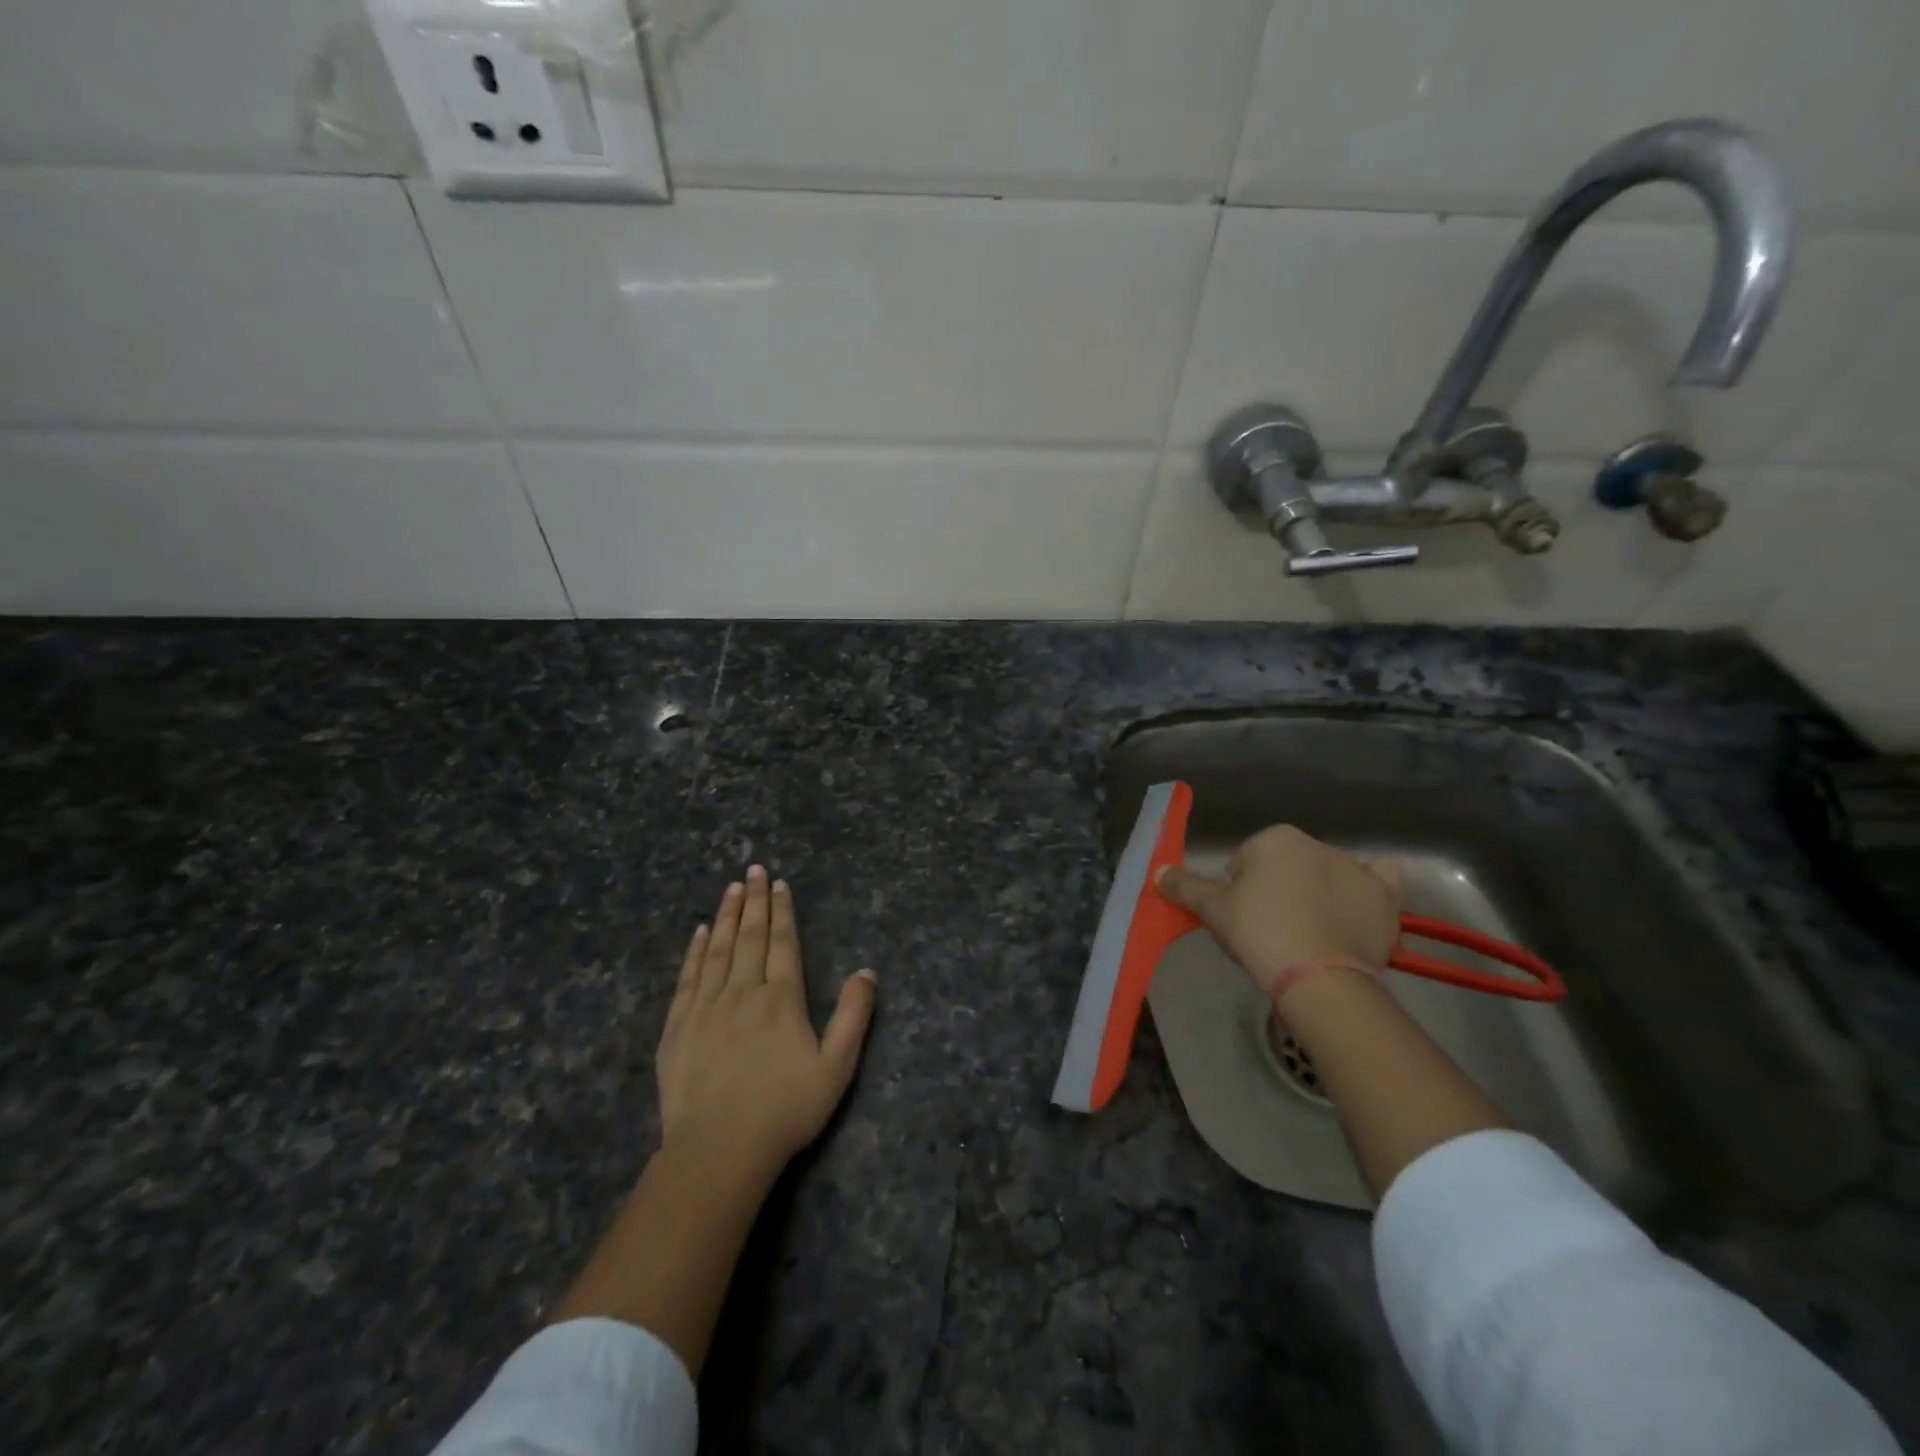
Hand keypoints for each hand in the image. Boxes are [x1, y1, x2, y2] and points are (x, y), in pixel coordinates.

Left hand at [658, 866, 876, 1181]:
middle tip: (754, 869)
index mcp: (782, 999)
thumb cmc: (784, 1110)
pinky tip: (699, 933)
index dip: (783, 911)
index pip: (783, 943)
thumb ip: (854, 1017)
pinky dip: (694, 952)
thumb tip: (867, 972)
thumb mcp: (836, 1068)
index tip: (779, 884)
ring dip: (726, 916)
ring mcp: (707, 1007)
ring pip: (718, 949)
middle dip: (754, 901)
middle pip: (750, 936)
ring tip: (731, 888)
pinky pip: (688, 977)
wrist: (718, 1150)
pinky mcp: (678, 1026)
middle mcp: (744, 991)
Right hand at [1157, 825, 1401, 993]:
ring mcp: (1357, 868)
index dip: (1239, 892)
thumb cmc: (1259, 933)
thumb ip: (1185, 886)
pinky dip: (1370, 887)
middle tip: (1271, 931)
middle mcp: (1318, 843)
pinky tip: (1358, 906)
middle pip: (1287, 866)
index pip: (1246, 862)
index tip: (1243, 921)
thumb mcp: (1212, 910)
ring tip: (1311, 933)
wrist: (1318, 978)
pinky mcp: (1386, 897)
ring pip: (1328, 874)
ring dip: (1319, 892)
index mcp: (1275, 839)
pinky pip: (1380, 880)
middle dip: (1279, 890)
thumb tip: (1158, 872)